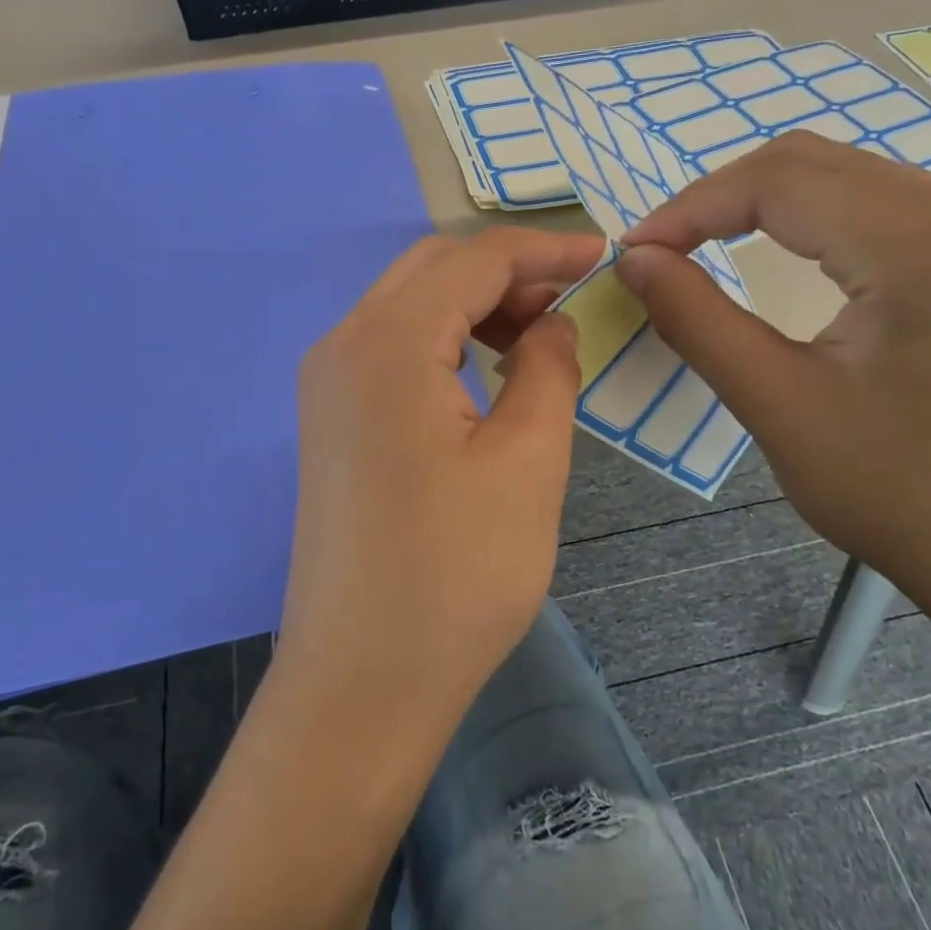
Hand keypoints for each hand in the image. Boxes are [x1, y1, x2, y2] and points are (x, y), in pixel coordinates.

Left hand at [278, 227, 604, 733]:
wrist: (363, 680)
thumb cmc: (456, 575)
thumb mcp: (528, 462)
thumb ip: (547, 368)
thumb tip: (552, 322)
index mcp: (387, 343)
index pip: (472, 259)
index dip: (543, 248)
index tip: (602, 253)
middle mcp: (343, 345)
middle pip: (432, 270)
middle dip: (507, 271)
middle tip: (571, 299)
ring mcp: (328, 384)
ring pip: (409, 305)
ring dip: (474, 303)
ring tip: (538, 334)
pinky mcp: (332, 420)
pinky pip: (393, 348)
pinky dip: (445, 339)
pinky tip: (487, 370)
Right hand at [617, 134, 930, 645]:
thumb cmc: (898, 494)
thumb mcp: (776, 404)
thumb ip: (695, 319)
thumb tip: (633, 259)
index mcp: (923, 246)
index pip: (778, 183)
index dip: (690, 209)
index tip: (631, 254)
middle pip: (810, 163)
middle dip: (718, 198)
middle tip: (657, 251)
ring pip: (840, 177)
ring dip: (758, 202)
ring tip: (697, 247)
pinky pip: (873, 206)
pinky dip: (804, 218)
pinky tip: (773, 248)